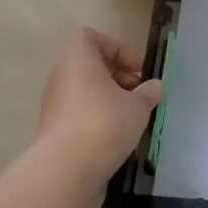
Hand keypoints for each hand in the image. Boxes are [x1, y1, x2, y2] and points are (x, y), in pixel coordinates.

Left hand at [33, 29, 162, 186]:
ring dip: (109, 98)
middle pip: (90, 64)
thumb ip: (148, 93)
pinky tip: (116, 135)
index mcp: (78, 59)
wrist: (64, 170)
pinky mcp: (54, 128)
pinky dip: (97, 116)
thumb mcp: (137, 106)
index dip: (118, 47)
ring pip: (85, 89)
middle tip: (139, 93)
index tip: (137, 68)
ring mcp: (54, 103)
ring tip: (131, 116)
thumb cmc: (104, 124)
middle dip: (118, 75)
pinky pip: (79, 111)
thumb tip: (154, 87)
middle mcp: (62, 76)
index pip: (91, 37)